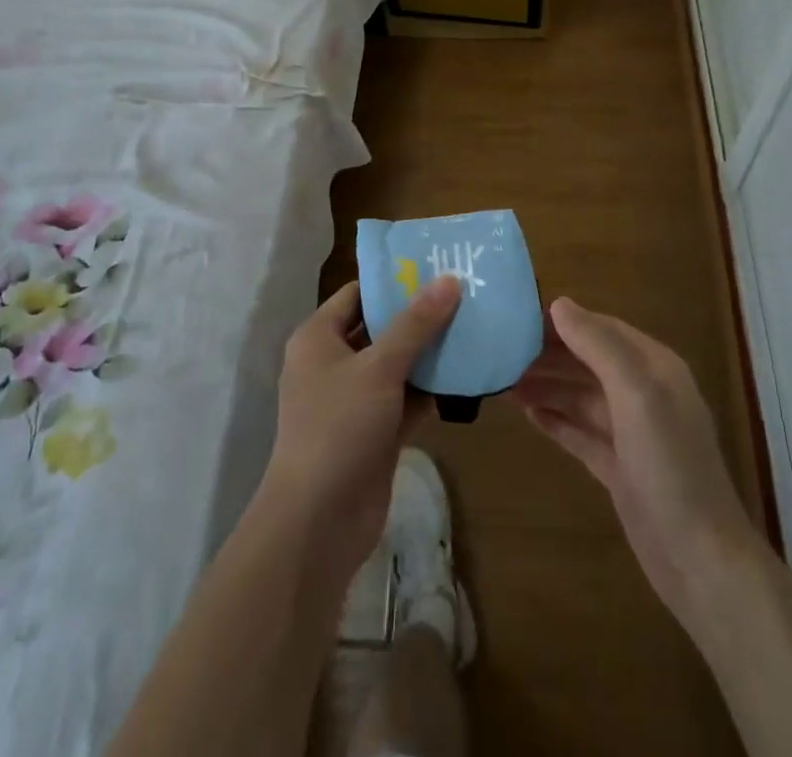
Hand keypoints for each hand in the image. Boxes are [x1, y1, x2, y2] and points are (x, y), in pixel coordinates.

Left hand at [258, 277, 461, 580]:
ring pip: (396, 366)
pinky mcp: (374, 433)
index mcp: (318, 338)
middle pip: (380, 328)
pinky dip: (430, 390)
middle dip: (419, 316)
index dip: (394, 281)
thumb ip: (415, 324)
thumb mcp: (379, 367)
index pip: (357, 294)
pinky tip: (466, 375)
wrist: (318, 522)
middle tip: (464, 295)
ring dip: (429, 354)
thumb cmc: (339, 427)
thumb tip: (449, 280)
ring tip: (473, 327)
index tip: (436, 269)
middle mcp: (332, 364)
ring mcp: (353, 401)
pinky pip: (405, 400)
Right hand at [511, 297, 757, 632]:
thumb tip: (559, 304)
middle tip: (504, 351)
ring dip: (548, 386)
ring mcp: (632, 433)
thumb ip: (598, 346)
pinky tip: (528, 413)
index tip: (520, 319)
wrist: (700, 560)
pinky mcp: (619, 468)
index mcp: (655, 367)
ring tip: (506, 380)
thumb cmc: (669, 465)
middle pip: (590, 361)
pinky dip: (556, 420)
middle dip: (551, 354)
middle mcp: (644, 393)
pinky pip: (581, 432)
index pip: (603, 328)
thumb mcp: (636, 394)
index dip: (565, 322)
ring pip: (582, 396)